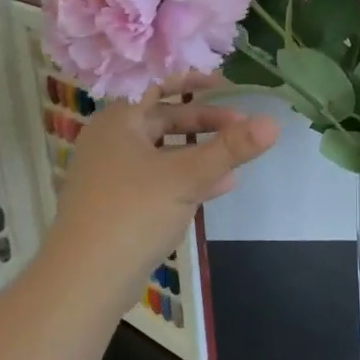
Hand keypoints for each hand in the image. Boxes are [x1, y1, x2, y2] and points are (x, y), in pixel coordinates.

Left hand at [40, 80, 277, 308]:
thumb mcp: (187, 177)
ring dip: (199, 149)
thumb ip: (231, 149)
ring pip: (163, 149)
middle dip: (204, 120)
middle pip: (163, 117)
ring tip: (236, 156)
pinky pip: (159, 177)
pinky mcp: (120, 203)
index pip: (155, 83)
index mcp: (118, 121)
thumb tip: (274, 123)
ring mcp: (113, 173)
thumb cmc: (133, 213)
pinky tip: (220, 186)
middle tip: (241, 126)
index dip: (191, 78)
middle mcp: (112, 141)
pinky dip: (187, 176)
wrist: (85, 280)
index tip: (226, 85)